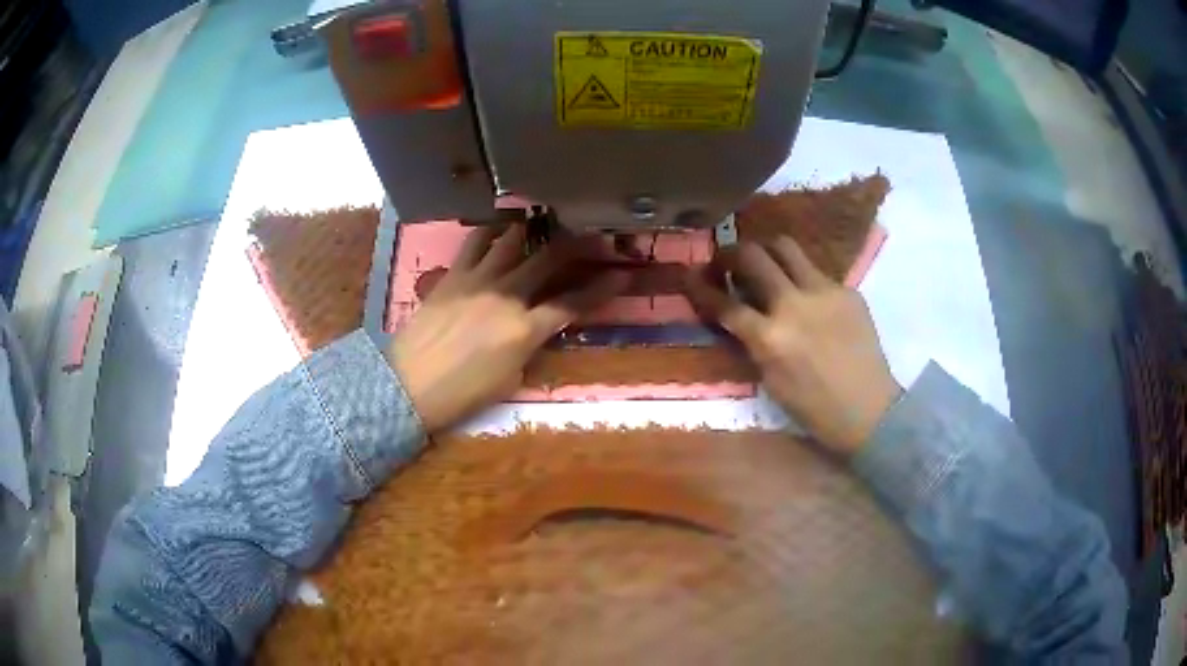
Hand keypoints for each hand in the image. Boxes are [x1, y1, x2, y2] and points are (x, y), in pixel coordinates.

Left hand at [389, 225, 628, 432]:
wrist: (409, 384)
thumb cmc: (461, 393)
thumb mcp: (509, 379)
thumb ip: (528, 346)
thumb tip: (534, 327)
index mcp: (525, 330)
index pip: (572, 304)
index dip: (601, 289)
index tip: (620, 274)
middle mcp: (507, 296)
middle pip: (547, 260)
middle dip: (574, 244)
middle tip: (590, 232)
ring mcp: (478, 280)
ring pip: (511, 241)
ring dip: (531, 230)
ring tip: (542, 221)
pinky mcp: (453, 275)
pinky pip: (474, 243)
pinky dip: (490, 232)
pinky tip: (498, 227)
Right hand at [682, 237, 900, 454]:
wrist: (870, 410)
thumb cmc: (815, 409)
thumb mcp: (771, 381)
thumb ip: (752, 342)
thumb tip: (738, 315)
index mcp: (770, 337)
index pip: (724, 302)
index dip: (699, 286)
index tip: (689, 275)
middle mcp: (794, 304)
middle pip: (752, 255)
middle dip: (729, 254)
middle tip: (725, 263)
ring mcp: (824, 292)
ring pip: (785, 246)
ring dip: (765, 251)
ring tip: (764, 265)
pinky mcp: (847, 290)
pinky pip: (816, 271)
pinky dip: (801, 278)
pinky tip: (806, 297)